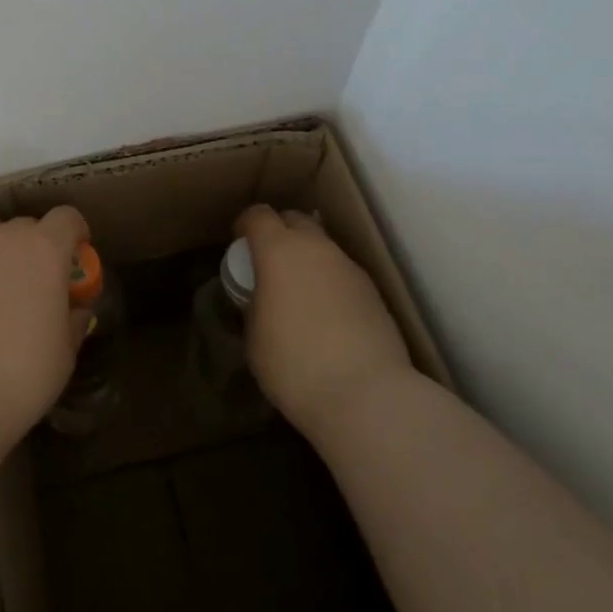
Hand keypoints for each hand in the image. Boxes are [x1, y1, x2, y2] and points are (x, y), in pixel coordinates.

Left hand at [0, 204, 90, 448]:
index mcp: (46, 251)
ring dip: (2, 248)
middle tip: (33, 288)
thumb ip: (74, 320)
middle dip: (37, 250)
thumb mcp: (65, 353)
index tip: (75, 259)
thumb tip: (76, 308)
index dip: (75, 235)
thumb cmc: (20, 377)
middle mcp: (7, 235)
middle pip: (29, 227)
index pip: (68, 219)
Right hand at [236, 205, 413, 437]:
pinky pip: (342, 273)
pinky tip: (327, 316)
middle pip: (295, 220)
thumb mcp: (255, 336)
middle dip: (280, 232)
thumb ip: (255, 304)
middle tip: (269, 263)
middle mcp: (316, 248)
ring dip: (307, 259)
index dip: (246, 225)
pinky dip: (329, 282)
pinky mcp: (374, 291)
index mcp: (279, 251)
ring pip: (322, 247)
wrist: (368, 396)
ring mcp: (349, 267)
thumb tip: (264, 297)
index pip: (258, 216)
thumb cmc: (295, 364)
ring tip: (300, 293)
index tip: (239, 243)